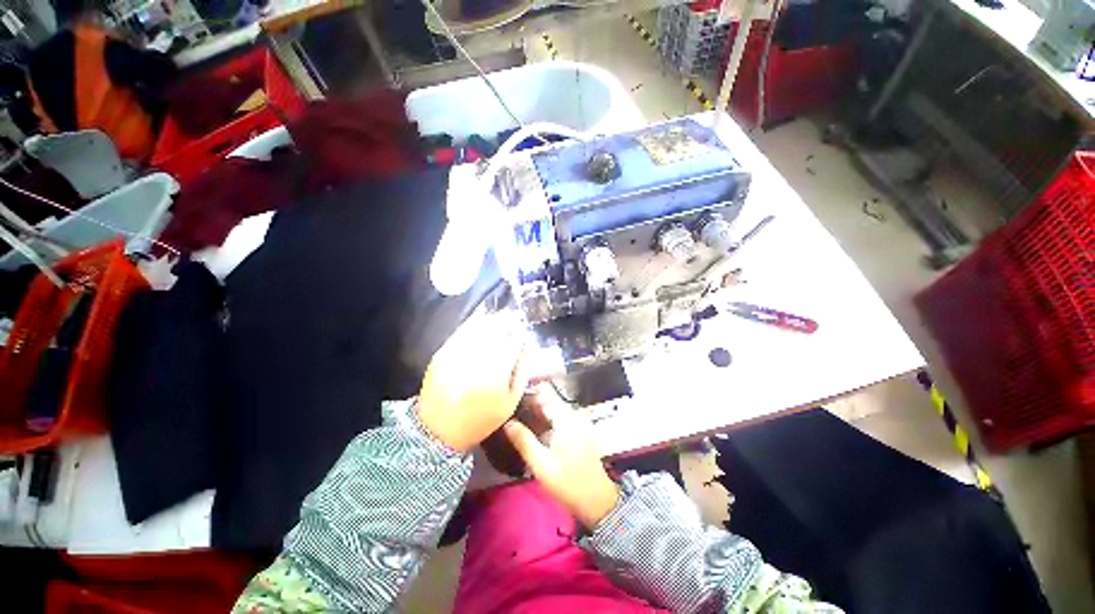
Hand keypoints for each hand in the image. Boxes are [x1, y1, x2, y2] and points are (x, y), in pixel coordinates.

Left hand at [417, 312, 528, 452]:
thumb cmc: (481, 419)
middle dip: (507, 322)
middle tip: (514, 316)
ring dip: (492, 319)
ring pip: (478, 329)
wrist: (438, 430)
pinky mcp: (443, 354)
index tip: (524, 330)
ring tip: (501, 314)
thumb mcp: (510, 402)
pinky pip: (461, 332)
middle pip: (496, 332)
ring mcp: (457, 355)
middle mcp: (477, 360)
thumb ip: (522, 372)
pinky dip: (473, 321)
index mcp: (496, 374)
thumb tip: (528, 347)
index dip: (520, 334)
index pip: (513, 344)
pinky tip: (481, 315)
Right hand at [504, 389, 619, 528]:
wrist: (596, 500)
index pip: (546, 394)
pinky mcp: (580, 431)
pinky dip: (548, 419)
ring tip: (519, 417)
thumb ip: (524, 441)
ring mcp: (580, 422)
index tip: (513, 396)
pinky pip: (561, 418)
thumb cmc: (568, 482)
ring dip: (539, 412)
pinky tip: (535, 429)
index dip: (529, 393)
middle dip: (532, 403)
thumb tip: (507, 423)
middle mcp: (575, 416)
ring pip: (555, 409)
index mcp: (567, 419)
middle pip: (550, 401)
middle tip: (512, 409)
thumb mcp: (541, 464)